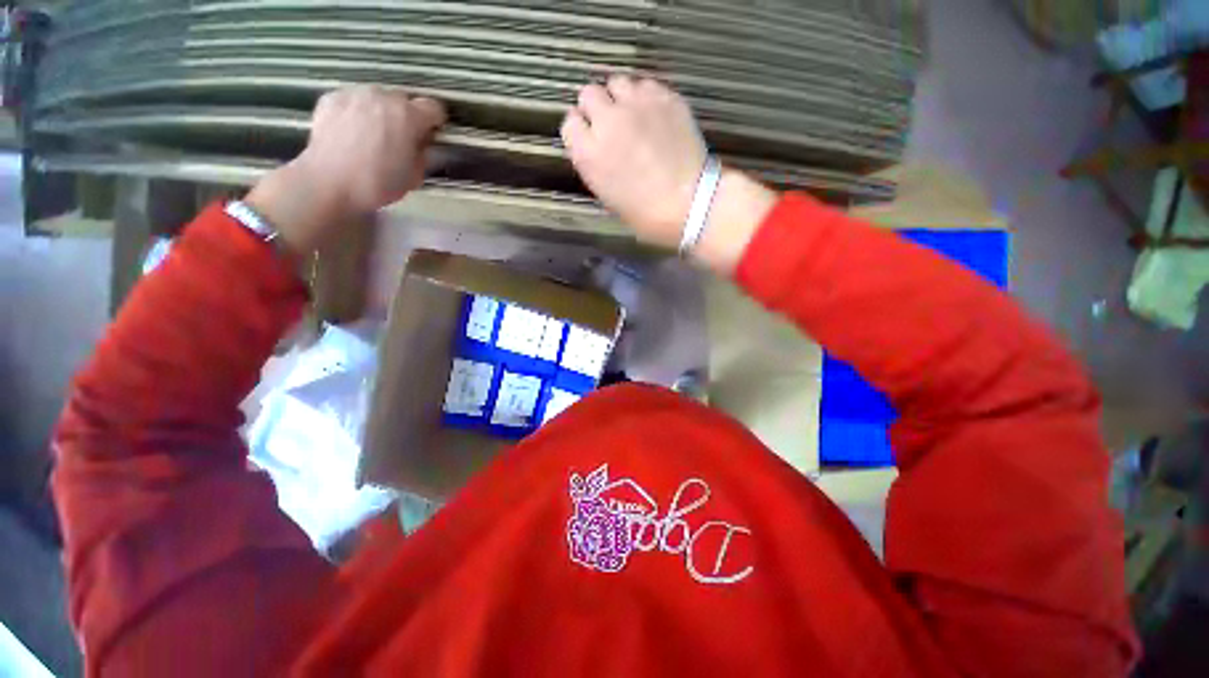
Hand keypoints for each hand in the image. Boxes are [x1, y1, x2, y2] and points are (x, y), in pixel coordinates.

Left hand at [246, 86, 446, 253]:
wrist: (329, 182)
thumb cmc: (378, 183)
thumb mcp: (415, 175)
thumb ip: (423, 153)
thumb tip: (421, 143)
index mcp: (409, 116)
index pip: (434, 108)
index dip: (435, 123)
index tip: (429, 136)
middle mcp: (383, 96)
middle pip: (404, 100)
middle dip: (406, 117)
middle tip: (400, 139)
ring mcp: (355, 94)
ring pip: (377, 98)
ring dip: (381, 113)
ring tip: (373, 135)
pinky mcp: (332, 97)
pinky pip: (354, 100)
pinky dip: (358, 112)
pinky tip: (352, 133)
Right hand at [562, 76, 775, 271]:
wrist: (687, 203)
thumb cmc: (645, 213)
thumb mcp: (607, 195)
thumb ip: (596, 163)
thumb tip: (598, 147)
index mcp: (588, 153)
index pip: (570, 123)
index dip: (581, 129)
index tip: (590, 137)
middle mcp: (607, 121)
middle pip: (589, 94)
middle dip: (596, 107)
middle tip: (611, 124)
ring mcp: (636, 105)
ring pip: (617, 82)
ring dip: (620, 97)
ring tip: (634, 115)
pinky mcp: (664, 97)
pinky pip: (647, 85)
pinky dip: (646, 96)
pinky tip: (655, 114)